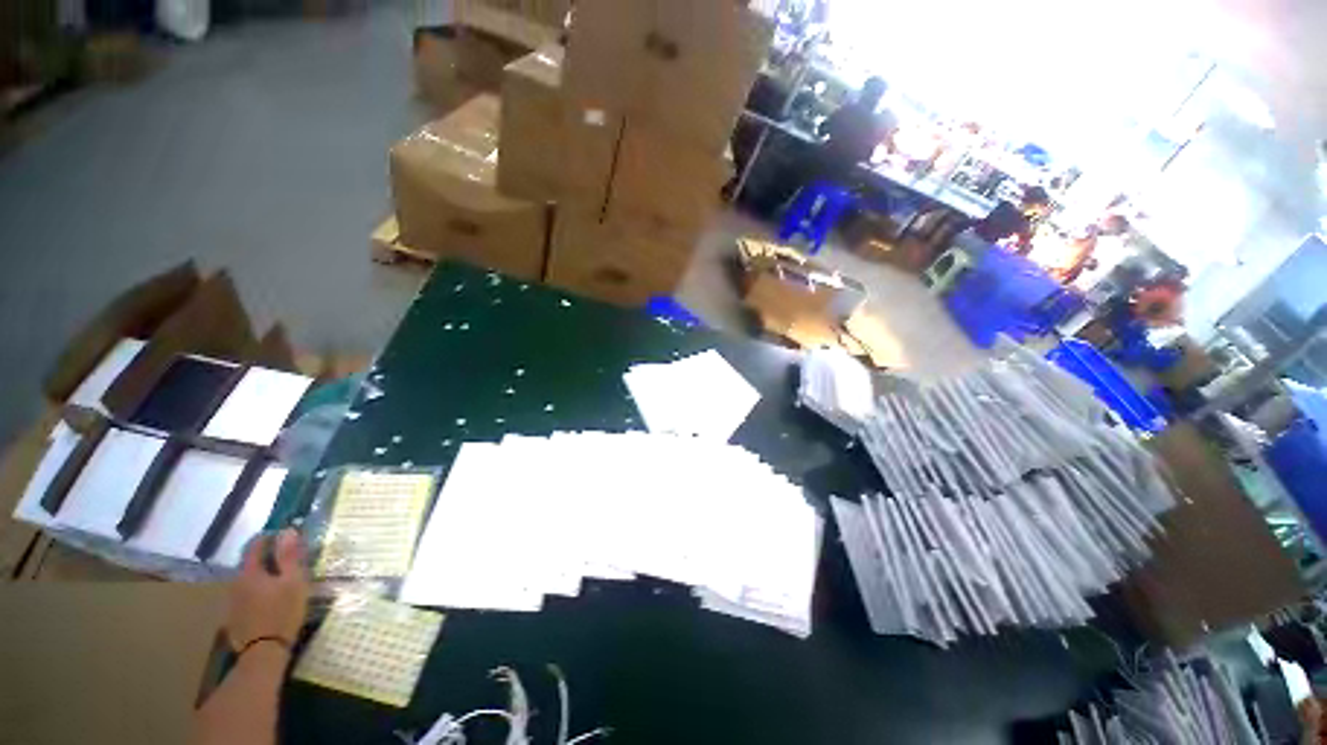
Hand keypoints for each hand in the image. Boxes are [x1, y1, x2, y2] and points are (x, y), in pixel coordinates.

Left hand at [226, 528, 309, 650]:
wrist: (263, 652)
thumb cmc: (283, 612)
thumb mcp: (293, 582)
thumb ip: (289, 556)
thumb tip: (288, 530)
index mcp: (250, 572)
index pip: (255, 546)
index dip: (267, 538)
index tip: (281, 535)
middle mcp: (236, 583)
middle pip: (249, 565)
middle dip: (265, 560)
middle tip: (284, 561)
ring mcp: (232, 601)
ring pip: (246, 582)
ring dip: (260, 578)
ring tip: (277, 582)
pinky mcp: (233, 617)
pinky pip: (244, 597)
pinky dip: (255, 593)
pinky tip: (266, 602)